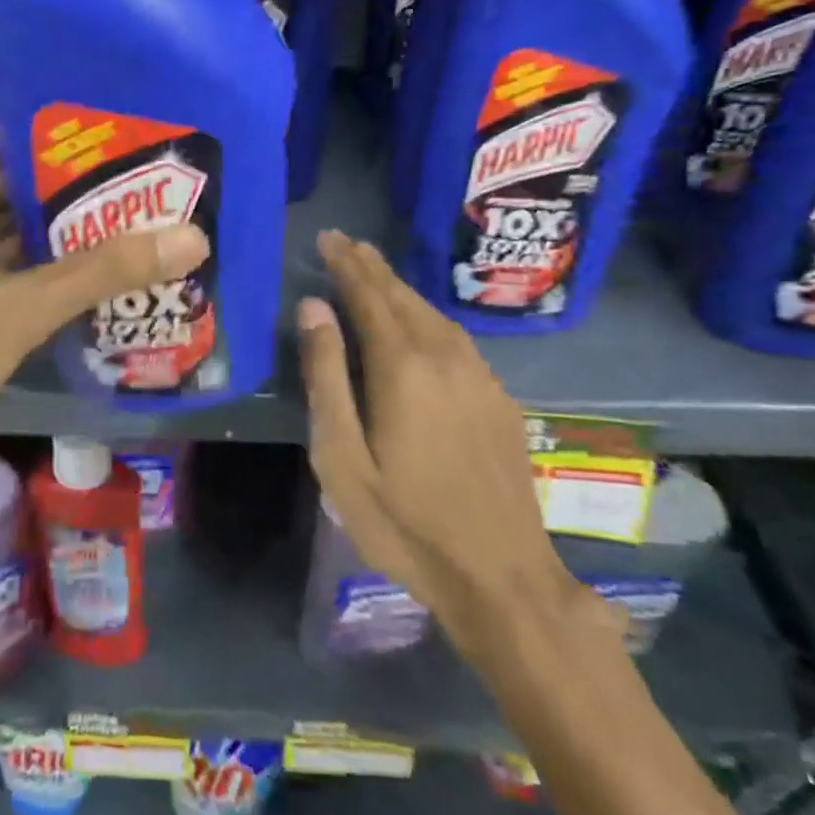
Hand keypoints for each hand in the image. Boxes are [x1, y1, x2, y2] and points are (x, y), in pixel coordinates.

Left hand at [0, 105, 208, 511]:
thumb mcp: (15, 311)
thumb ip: (101, 271)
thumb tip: (193, 237)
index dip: (49, 115)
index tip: (117, 111)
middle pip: (7, 172)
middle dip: (72, 171)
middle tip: (148, 159)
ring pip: (11, 220)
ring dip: (65, 219)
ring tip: (141, 200)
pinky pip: (10, 262)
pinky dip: (50, 260)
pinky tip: (106, 257)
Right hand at [297, 229, 591, 664]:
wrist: (502, 577)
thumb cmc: (405, 522)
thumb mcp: (342, 457)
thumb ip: (326, 376)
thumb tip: (313, 307)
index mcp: (403, 367)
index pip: (369, 296)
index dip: (347, 264)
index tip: (329, 237)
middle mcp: (446, 358)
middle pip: (404, 298)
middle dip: (372, 267)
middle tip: (347, 243)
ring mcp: (480, 378)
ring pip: (434, 315)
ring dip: (401, 289)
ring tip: (376, 271)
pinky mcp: (499, 401)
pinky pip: (457, 339)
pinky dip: (428, 317)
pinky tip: (422, 324)